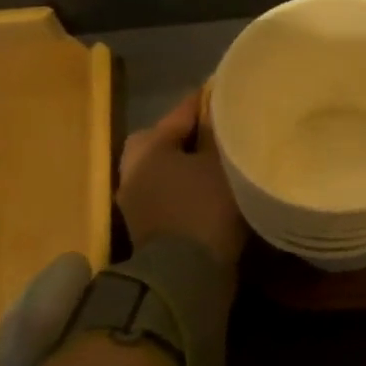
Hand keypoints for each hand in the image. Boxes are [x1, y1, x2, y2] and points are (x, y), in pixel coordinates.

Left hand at [117, 93, 246, 264]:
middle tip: (220, 130)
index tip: (231, 91)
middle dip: (188, 132)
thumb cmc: (205, 208)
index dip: (208, 100)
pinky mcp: (146, 224)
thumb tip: (221, 111)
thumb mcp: (221, 165)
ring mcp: (135, 200)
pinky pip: (167, 190)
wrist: (186, 274)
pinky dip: (185, 185)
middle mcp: (134, 169)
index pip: (182, 111)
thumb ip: (219, 135)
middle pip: (162, 139)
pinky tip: (211, 187)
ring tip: (219, 161)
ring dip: (186, 162)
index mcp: (149, 147)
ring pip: (163, 167)